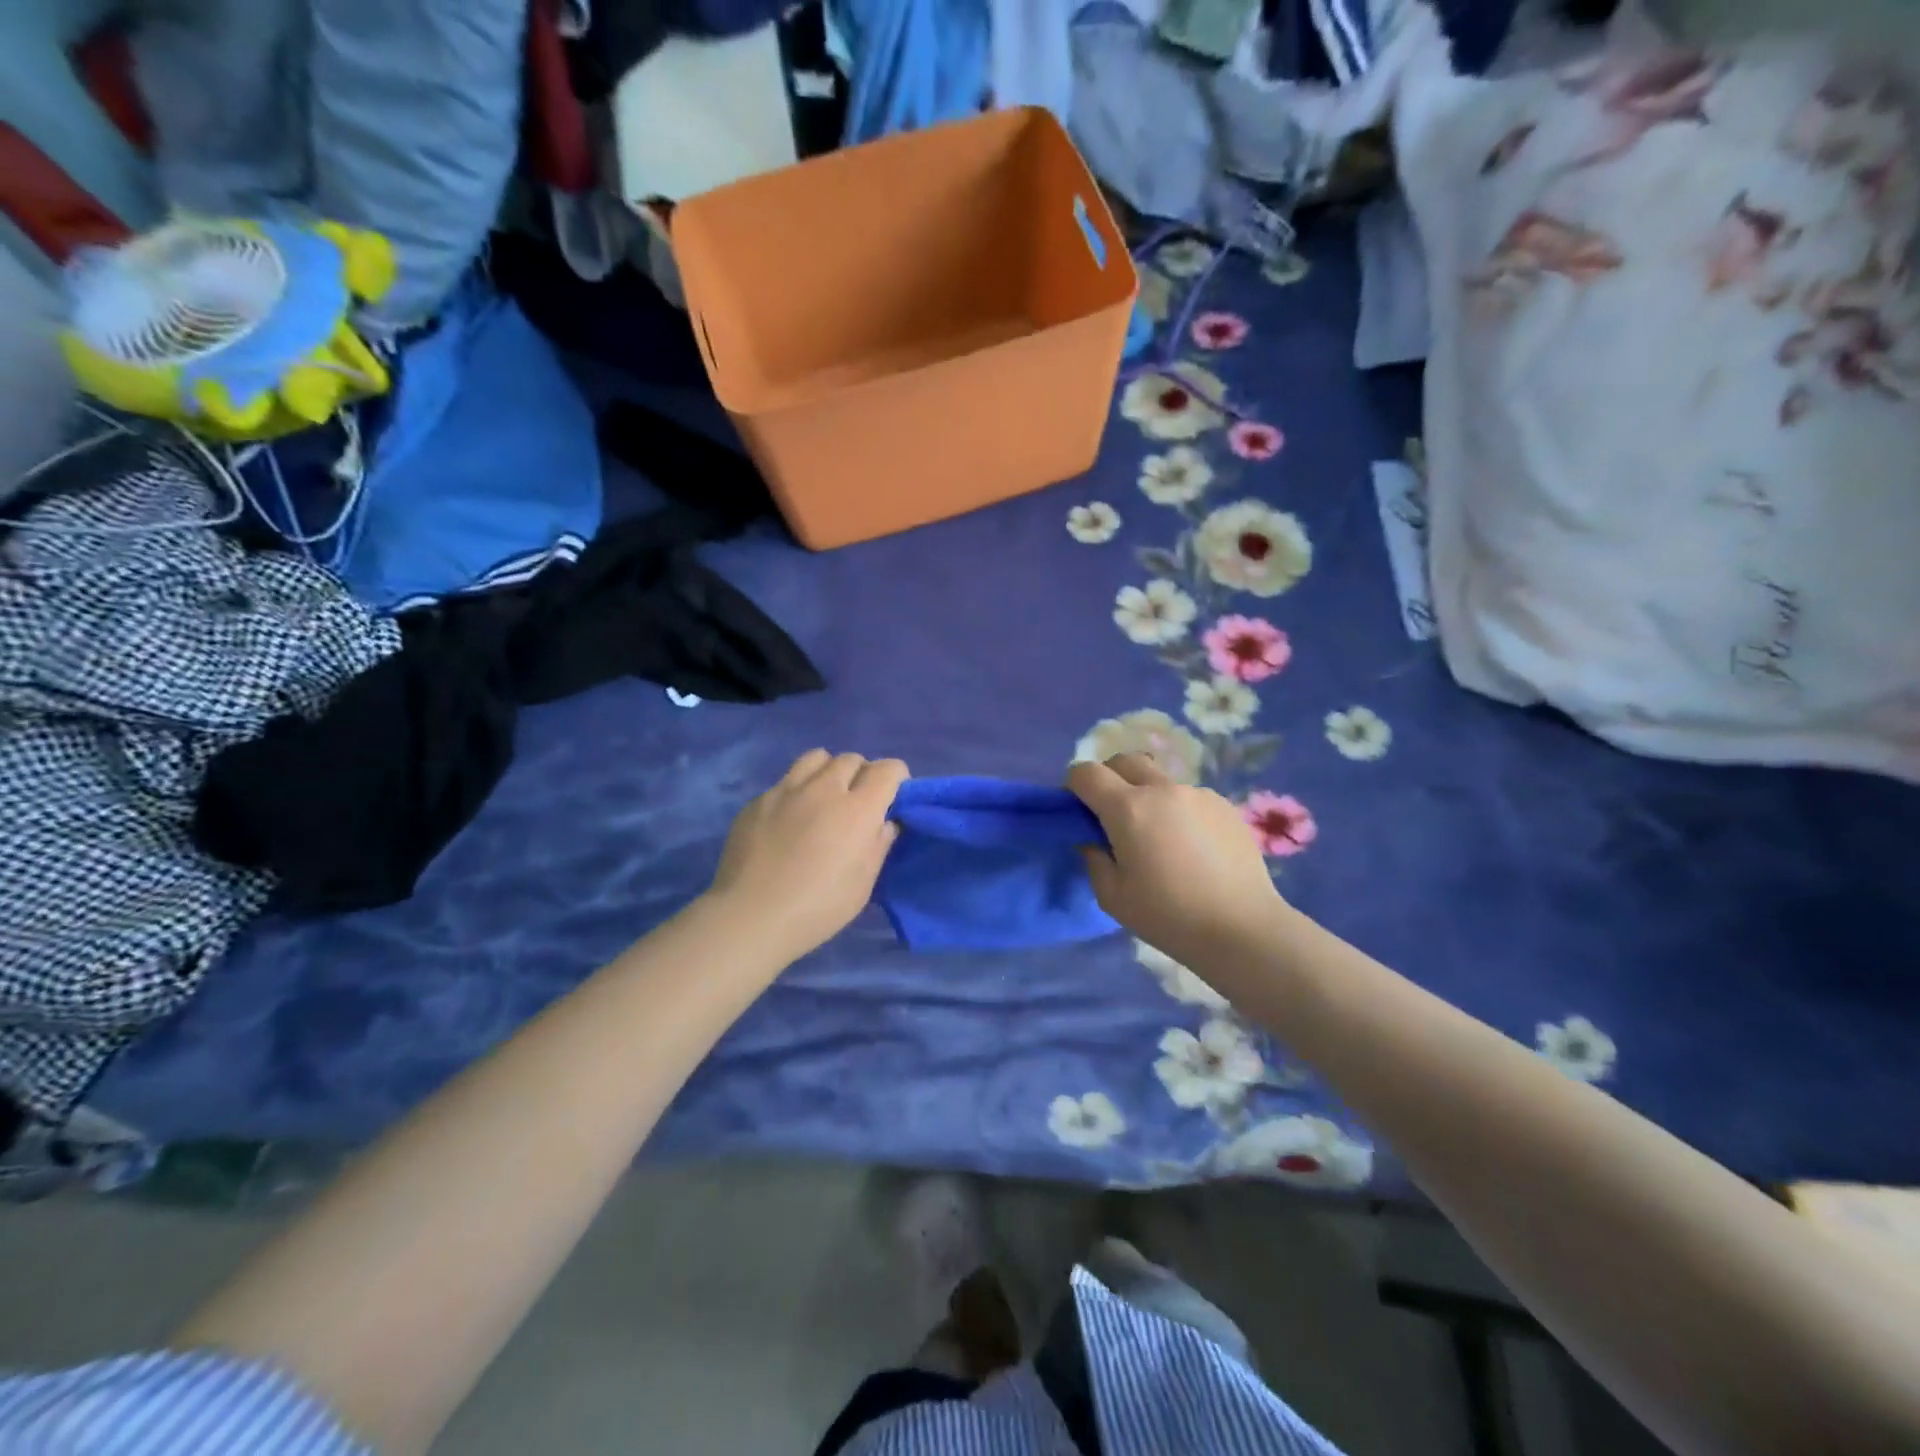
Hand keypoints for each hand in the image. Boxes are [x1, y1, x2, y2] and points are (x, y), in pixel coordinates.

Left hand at [707, 750, 907, 959]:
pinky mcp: (758, 801)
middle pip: (851, 759)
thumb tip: (885, 822)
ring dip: (828, 771)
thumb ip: (878, 845)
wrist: (751, 916)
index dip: (896, 778)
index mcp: (858, 809)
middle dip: (862, 774)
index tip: (893, 796)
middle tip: (857, 802)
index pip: (888, 769)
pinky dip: (796, 791)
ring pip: (816, 758)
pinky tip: (788, 820)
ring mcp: (786, 790)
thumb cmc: (818, 907)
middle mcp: (824, 789)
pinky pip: (785, 781)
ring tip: (824, 797)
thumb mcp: (863, 884)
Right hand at [1068, 753, 1285, 966]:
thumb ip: (1094, 858)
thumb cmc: (1168, 916)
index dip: (1074, 787)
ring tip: (1159, 838)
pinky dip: (1178, 811)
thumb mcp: (1112, 896)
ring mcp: (1197, 794)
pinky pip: (1188, 797)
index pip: (1086, 773)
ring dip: (1147, 796)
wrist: (1242, 928)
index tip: (1079, 813)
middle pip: (1124, 761)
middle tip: (1113, 817)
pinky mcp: (1224, 805)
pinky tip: (1191, 848)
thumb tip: (1093, 839)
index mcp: (1128, 808)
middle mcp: (1162, 789)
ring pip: (1159, 780)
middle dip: (1109, 779)